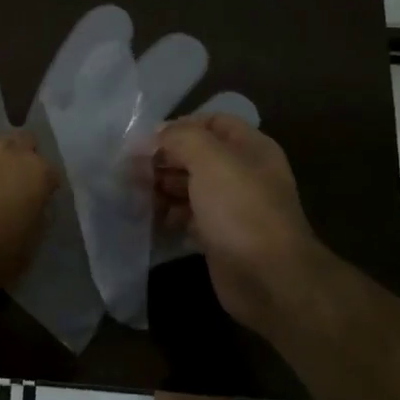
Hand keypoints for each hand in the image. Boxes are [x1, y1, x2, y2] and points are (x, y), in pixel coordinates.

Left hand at [0, 132, 58, 299]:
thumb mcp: (25, 251)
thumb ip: (35, 220)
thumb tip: (33, 208)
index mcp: (34, 172)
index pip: (50, 172)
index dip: (42, 189)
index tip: (33, 204)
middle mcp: (4, 148)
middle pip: (21, 143)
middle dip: (17, 160)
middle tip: (5, 187)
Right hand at [154, 114, 320, 332]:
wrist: (268, 278)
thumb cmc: (240, 209)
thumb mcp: (210, 160)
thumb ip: (181, 138)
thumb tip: (156, 135)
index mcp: (249, 148)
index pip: (212, 122)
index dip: (179, 126)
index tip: (147, 141)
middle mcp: (242, 173)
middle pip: (196, 155)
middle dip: (164, 159)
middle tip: (131, 170)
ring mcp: (231, 206)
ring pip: (189, 187)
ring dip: (162, 187)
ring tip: (135, 194)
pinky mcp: (218, 236)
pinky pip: (188, 217)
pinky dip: (168, 215)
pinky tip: (150, 218)